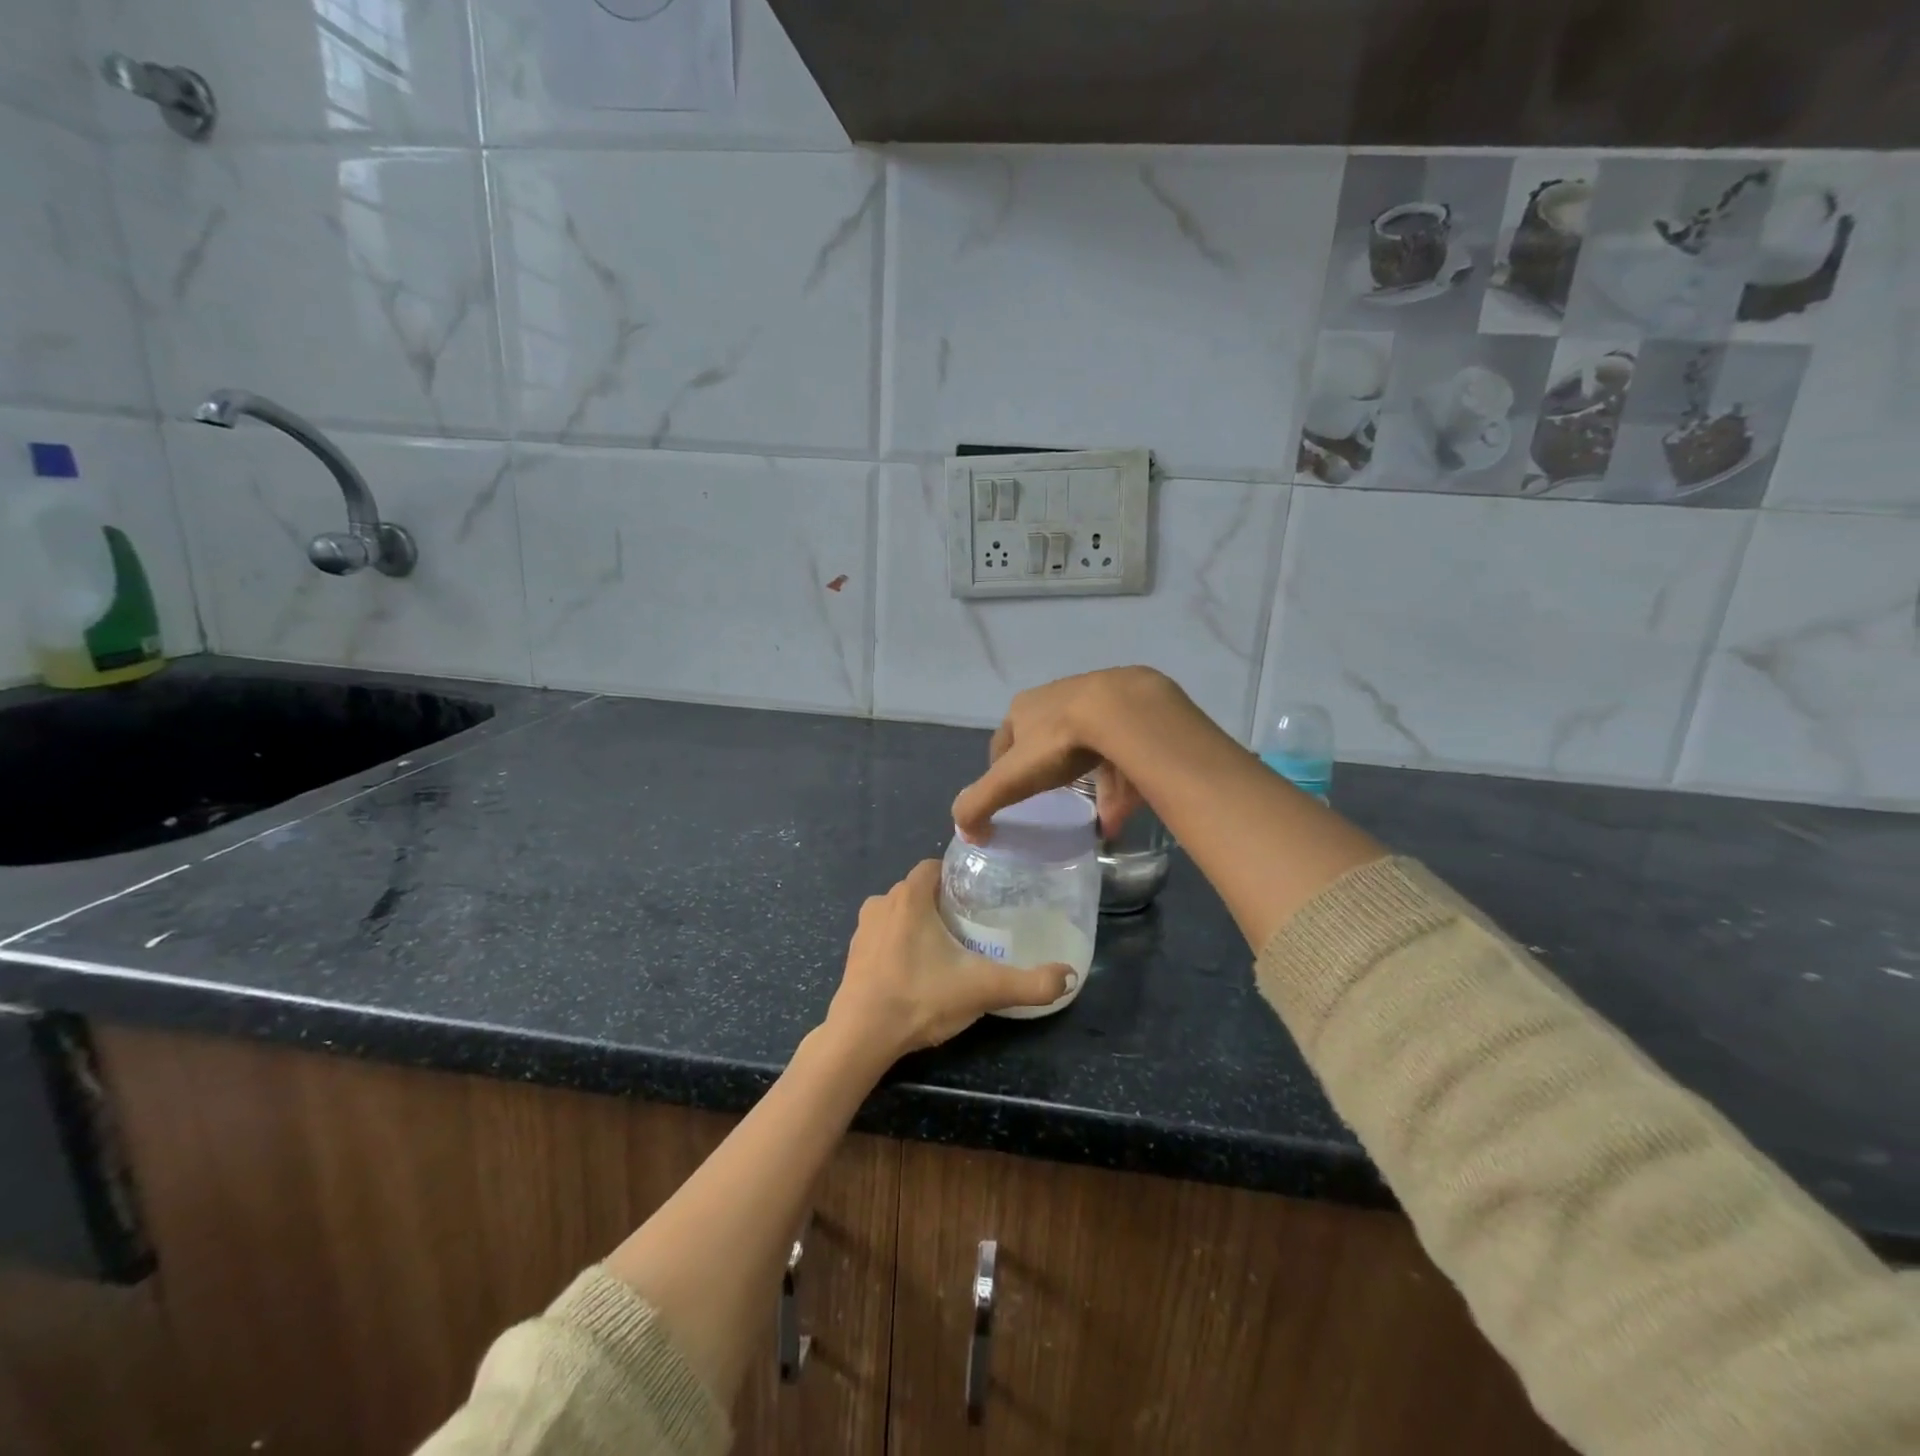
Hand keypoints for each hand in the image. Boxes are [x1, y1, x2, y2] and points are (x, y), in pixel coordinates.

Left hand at [825, 861, 1074, 1064]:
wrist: (860, 1037)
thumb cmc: (919, 998)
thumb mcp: (982, 990)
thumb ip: (1029, 983)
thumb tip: (1069, 976)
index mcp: (909, 896)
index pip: (934, 867)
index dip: (956, 876)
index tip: (978, 897)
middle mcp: (882, 902)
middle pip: (918, 890)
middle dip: (941, 902)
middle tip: (969, 926)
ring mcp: (862, 928)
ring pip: (898, 912)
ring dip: (918, 923)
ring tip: (945, 948)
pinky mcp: (852, 954)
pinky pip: (882, 935)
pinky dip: (898, 944)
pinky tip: (915, 970)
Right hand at [952, 667, 1187, 841]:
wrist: (1121, 711)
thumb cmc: (1057, 742)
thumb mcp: (1009, 779)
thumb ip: (980, 804)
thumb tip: (966, 833)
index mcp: (1023, 708)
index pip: (1004, 741)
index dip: (1003, 768)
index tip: (1010, 794)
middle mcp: (1056, 698)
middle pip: (1044, 740)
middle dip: (1045, 769)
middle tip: (1050, 798)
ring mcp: (1096, 701)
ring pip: (1085, 745)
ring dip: (1085, 779)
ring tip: (1091, 813)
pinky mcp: (1130, 713)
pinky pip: (1120, 754)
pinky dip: (1118, 783)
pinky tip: (1120, 812)